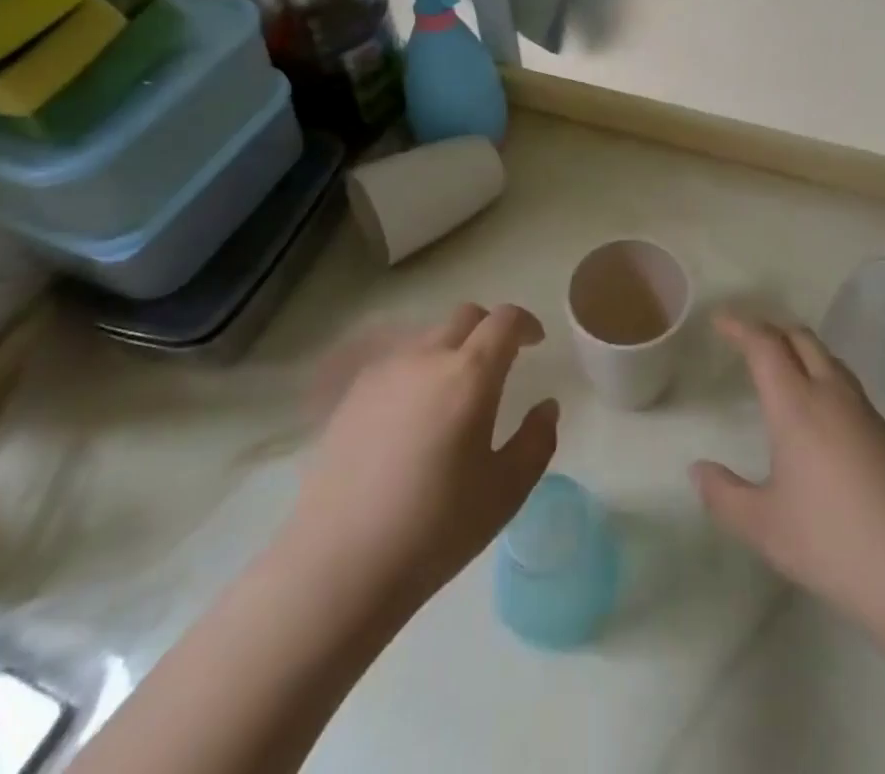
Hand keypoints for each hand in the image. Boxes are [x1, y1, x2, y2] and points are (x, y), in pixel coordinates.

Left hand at [280, 303, 559, 619]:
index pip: (505, 320)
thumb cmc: (434, 530)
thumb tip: (546, 407)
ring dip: (453, 348)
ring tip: (455, 393)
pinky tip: (414, 416)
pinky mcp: (352, 396)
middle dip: (490, 329)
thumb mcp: (506, 492)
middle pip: (465, 317)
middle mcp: (426, 358)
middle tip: (500, 363)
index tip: (535, 342)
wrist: (337, 566)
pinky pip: (397, 362)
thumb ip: (537, 441)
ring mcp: (384, 373)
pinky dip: (418, 370)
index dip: (525, 323)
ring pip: (429, 337)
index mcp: (470, 375)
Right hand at [691, 314, 884, 632]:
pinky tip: (817, 407)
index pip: (765, 345)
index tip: (719, 321)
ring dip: (799, 348)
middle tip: (746, 338)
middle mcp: (831, 394)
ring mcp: (864, 411)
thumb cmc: (832, 542)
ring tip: (780, 364)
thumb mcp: (764, 527)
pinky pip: (845, 381)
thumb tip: (698, 470)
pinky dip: (821, 372)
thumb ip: (724, 496)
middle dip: (771, 329)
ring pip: (828, 357)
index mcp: (796, 405)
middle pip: (801, 338)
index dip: (740, 327)